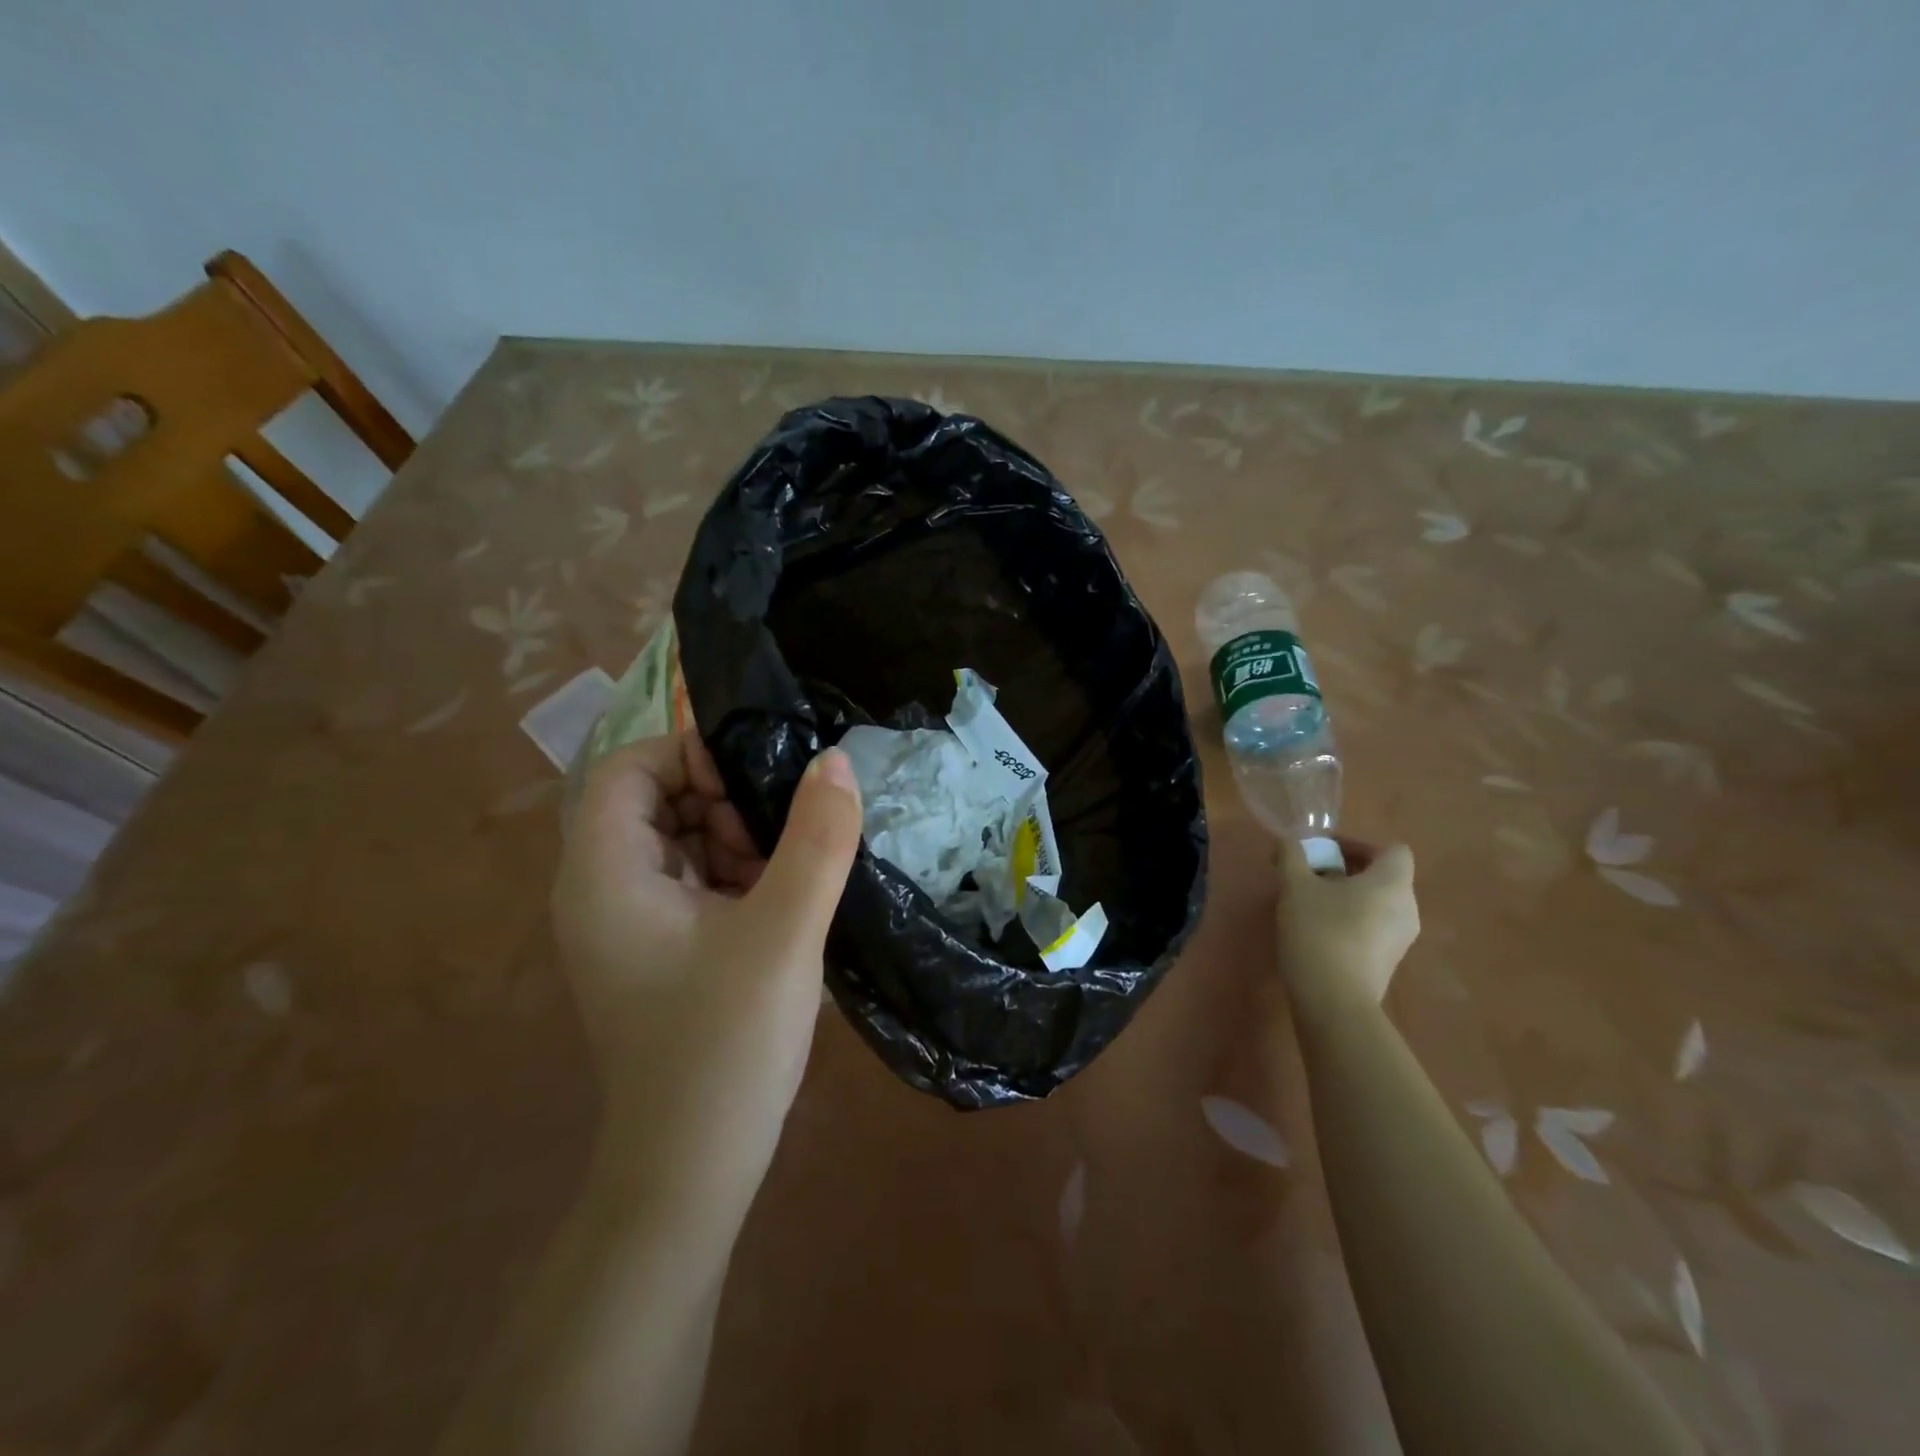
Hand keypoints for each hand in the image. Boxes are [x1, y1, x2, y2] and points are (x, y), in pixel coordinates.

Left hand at [552, 733, 862, 1207]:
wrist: (691, 1173)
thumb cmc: (725, 1046)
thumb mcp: (784, 932)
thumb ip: (817, 839)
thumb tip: (836, 761)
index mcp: (604, 875)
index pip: (629, 769)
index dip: (691, 755)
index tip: (760, 779)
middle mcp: (601, 890)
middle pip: (655, 801)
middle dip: (724, 801)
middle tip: (785, 834)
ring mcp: (627, 924)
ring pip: (681, 841)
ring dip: (737, 840)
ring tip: (791, 874)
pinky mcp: (656, 950)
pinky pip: (693, 882)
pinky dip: (736, 876)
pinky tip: (782, 903)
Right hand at [1276, 836, 1419, 1008]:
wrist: (1333, 1000)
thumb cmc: (1319, 931)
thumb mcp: (1296, 886)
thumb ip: (1292, 856)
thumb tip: (1289, 841)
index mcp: (1392, 884)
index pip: (1391, 849)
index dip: (1359, 844)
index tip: (1325, 850)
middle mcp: (1407, 908)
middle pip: (1384, 875)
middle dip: (1347, 868)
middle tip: (1311, 873)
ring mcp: (1402, 939)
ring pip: (1378, 902)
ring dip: (1348, 894)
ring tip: (1311, 902)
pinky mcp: (1389, 961)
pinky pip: (1374, 926)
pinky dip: (1352, 918)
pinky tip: (1319, 929)